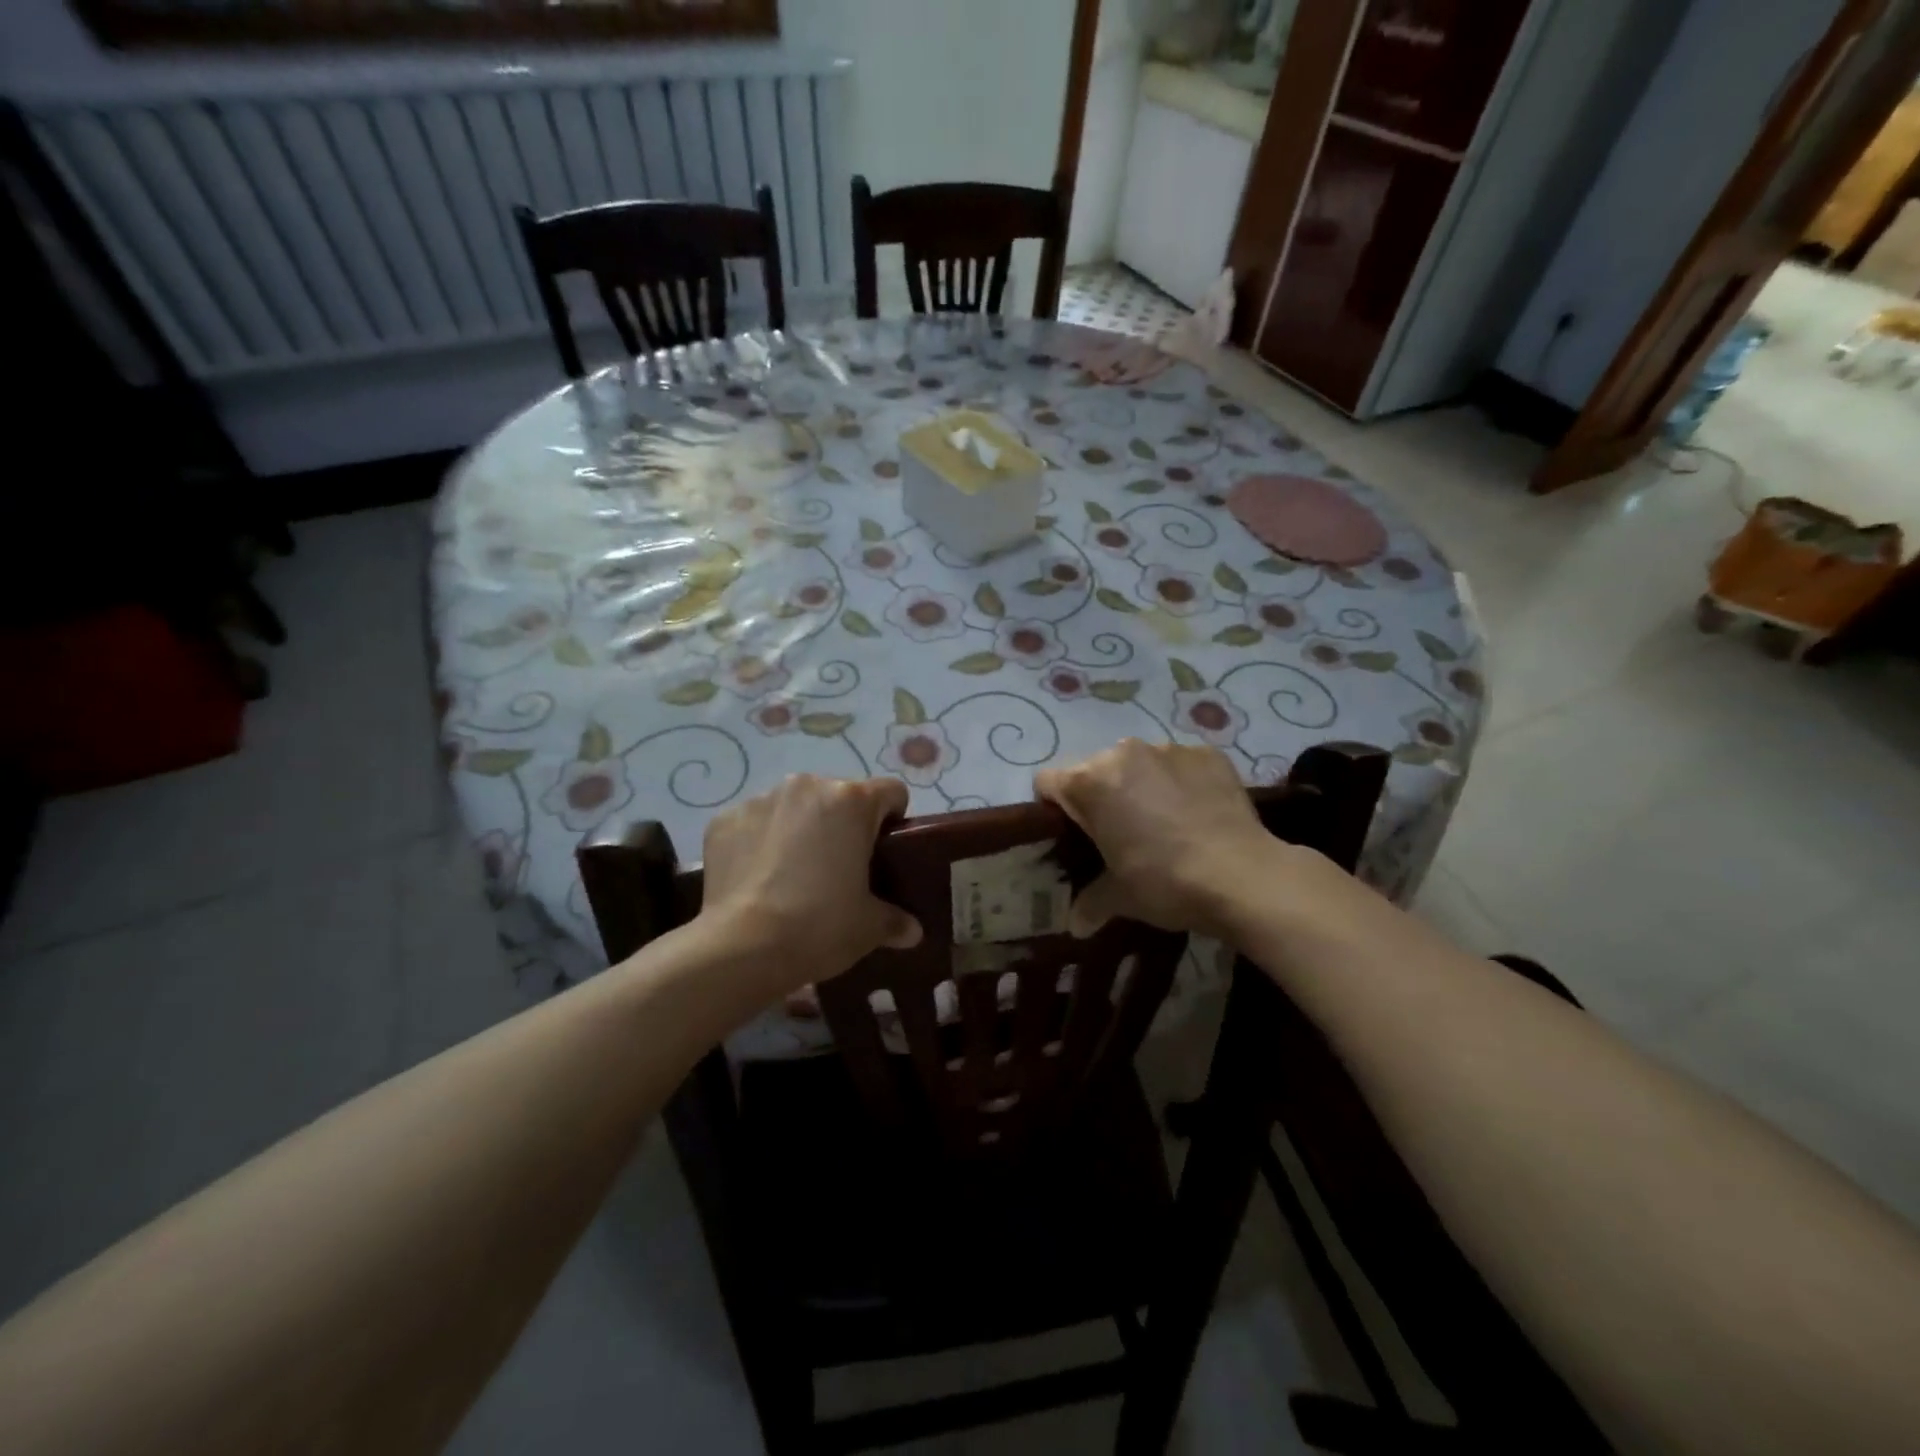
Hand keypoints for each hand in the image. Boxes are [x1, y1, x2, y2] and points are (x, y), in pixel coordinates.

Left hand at [695, 774, 922, 995]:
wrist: (741, 948)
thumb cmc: (819, 926)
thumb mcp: (869, 928)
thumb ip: (895, 920)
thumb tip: (912, 931)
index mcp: (852, 801)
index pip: (891, 792)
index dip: (893, 820)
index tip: (885, 852)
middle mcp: (808, 786)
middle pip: (839, 796)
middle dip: (843, 824)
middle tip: (839, 869)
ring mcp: (762, 800)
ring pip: (795, 807)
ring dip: (800, 828)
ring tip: (793, 874)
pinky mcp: (725, 819)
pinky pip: (755, 823)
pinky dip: (760, 842)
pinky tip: (758, 879)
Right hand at [1036, 740, 1289, 938]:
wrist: (1244, 876)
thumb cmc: (1166, 883)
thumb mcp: (1120, 898)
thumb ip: (1090, 902)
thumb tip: (1076, 924)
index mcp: (1090, 782)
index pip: (1047, 782)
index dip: (1053, 808)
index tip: (1072, 834)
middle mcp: (1123, 753)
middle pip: (1094, 770)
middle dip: (1100, 796)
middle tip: (1119, 834)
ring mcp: (1168, 749)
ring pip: (1138, 763)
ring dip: (1140, 785)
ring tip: (1163, 822)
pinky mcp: (1207, 753)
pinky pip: (1180, 764)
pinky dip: (1180, 782)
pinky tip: (1196, 813)